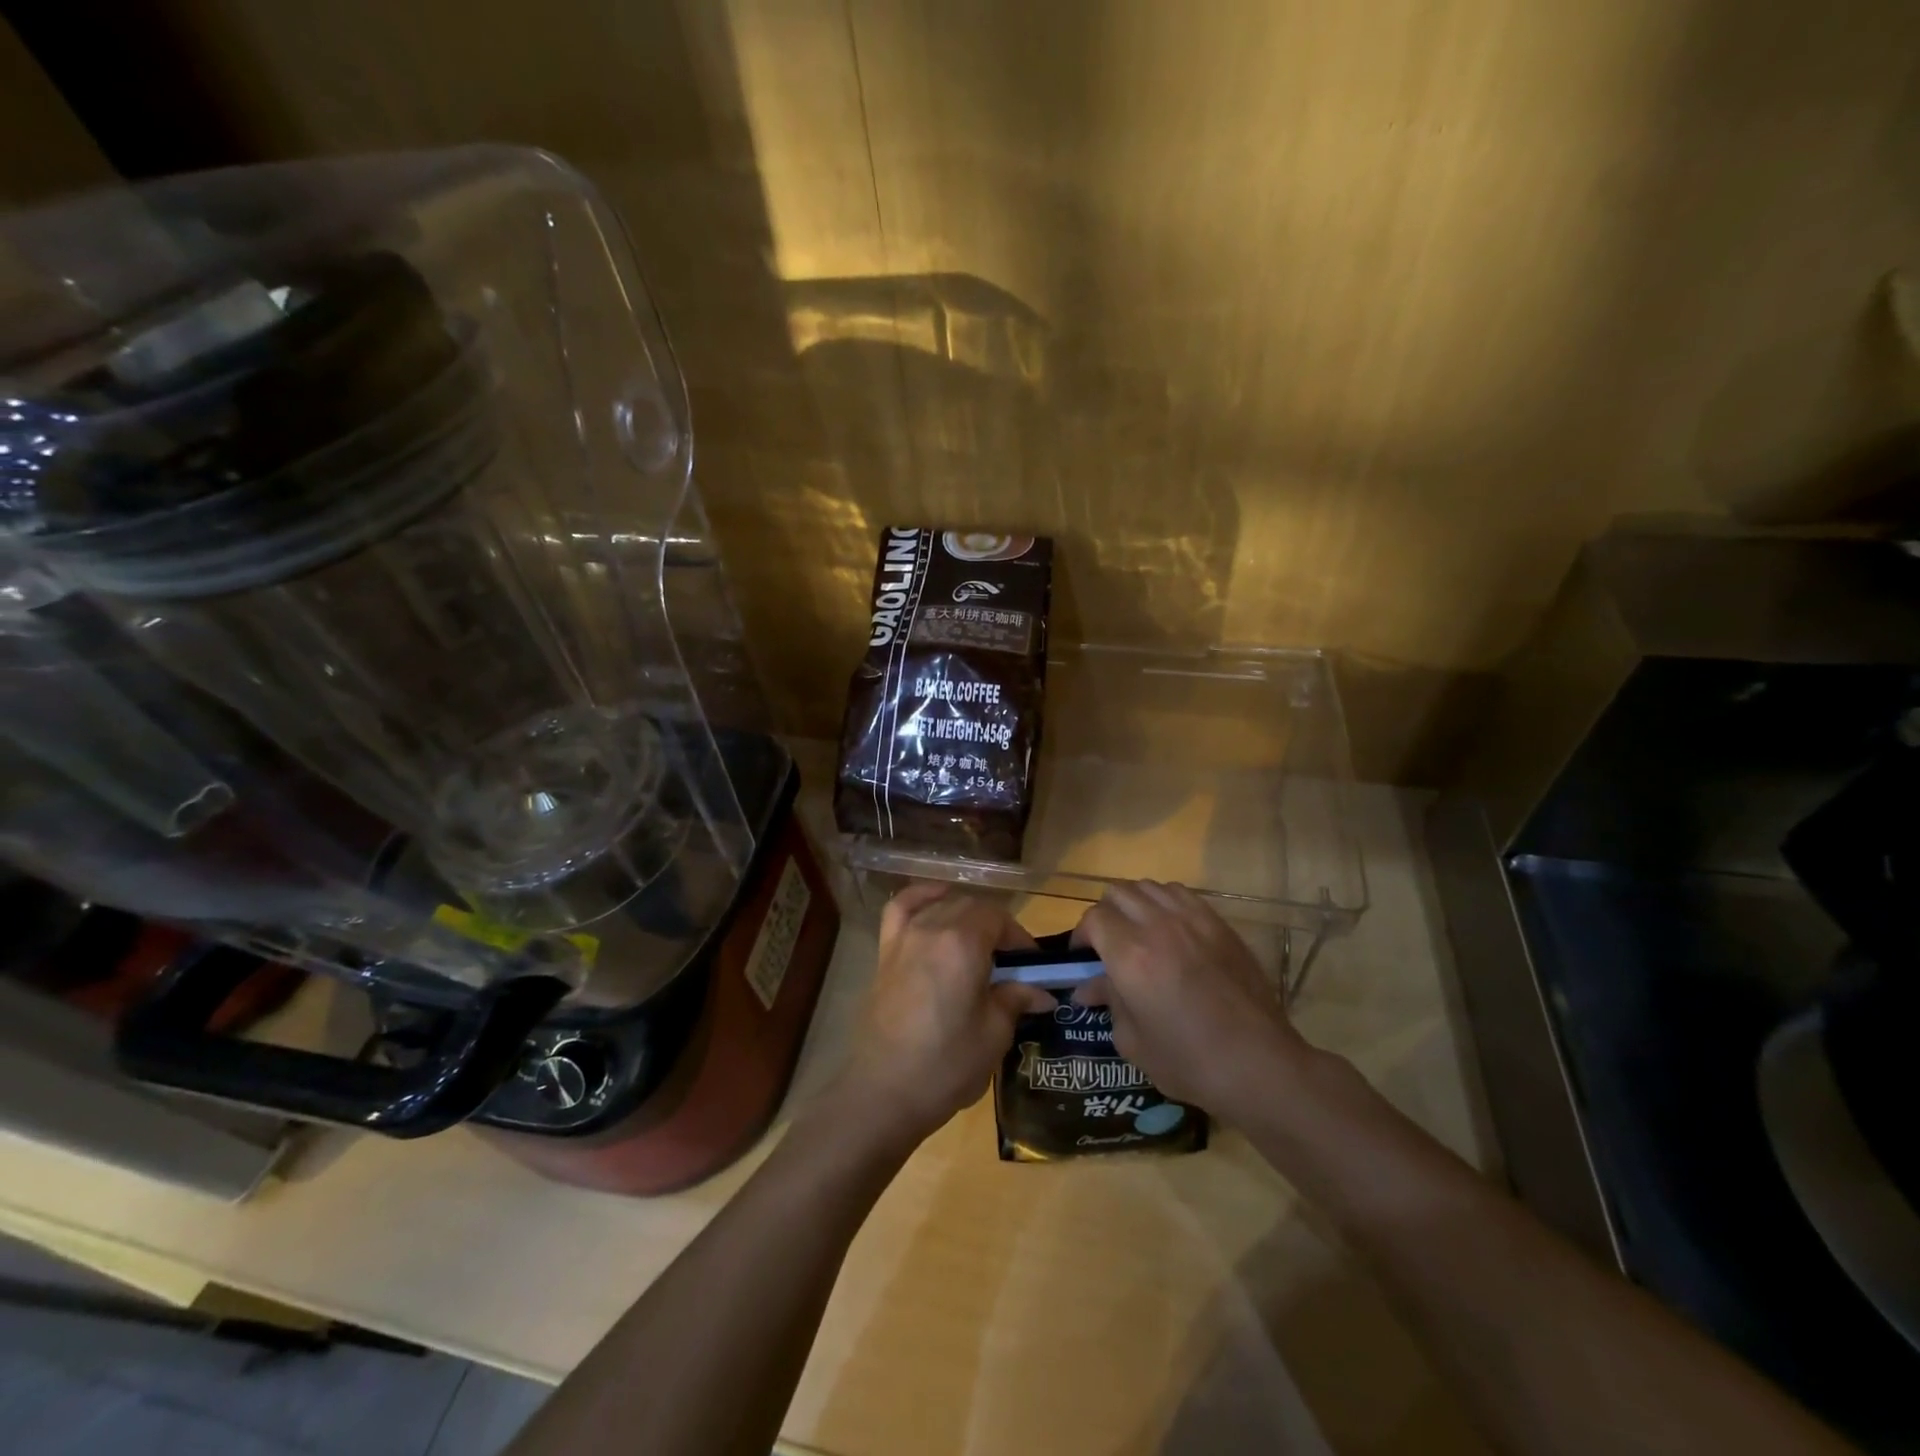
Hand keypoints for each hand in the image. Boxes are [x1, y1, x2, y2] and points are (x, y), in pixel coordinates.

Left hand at [835, 884, 1054, 1145]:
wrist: (883, 1092)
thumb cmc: (946, 1064)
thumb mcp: (994, 1034)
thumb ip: (1015, 1000)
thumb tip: (1040, 992)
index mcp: (963, 943)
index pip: (998, 918)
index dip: (1019, 938)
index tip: (1032, 966)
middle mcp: (932, 928)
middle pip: (971, 908)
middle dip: (996, 929)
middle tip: (1011, 965)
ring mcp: (904, 937)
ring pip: (942, 906)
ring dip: (966, 917)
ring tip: (979, 946)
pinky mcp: (885, 952)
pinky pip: (901, 908)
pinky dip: (921, 897)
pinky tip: (936, 902)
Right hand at [1072, 880, 1307, 1113]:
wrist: (1259, 1063)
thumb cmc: (1189, 1062)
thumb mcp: (1134, 1041)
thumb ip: (1108, 1003)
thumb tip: (1088, 987)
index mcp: (1130, 956)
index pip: (1094, 918)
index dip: (1082, 934)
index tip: (1082, 956)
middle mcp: (1158, 926)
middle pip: (1118, 893)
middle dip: (1105, 914)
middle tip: (1107, 943)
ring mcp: (1192, 920)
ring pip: (1149, 886)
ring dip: (1135, 903)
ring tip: (1138, 931)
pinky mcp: (1219, 924)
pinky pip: (1181, 893)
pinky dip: (1165, 902)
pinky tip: (1170, 928)